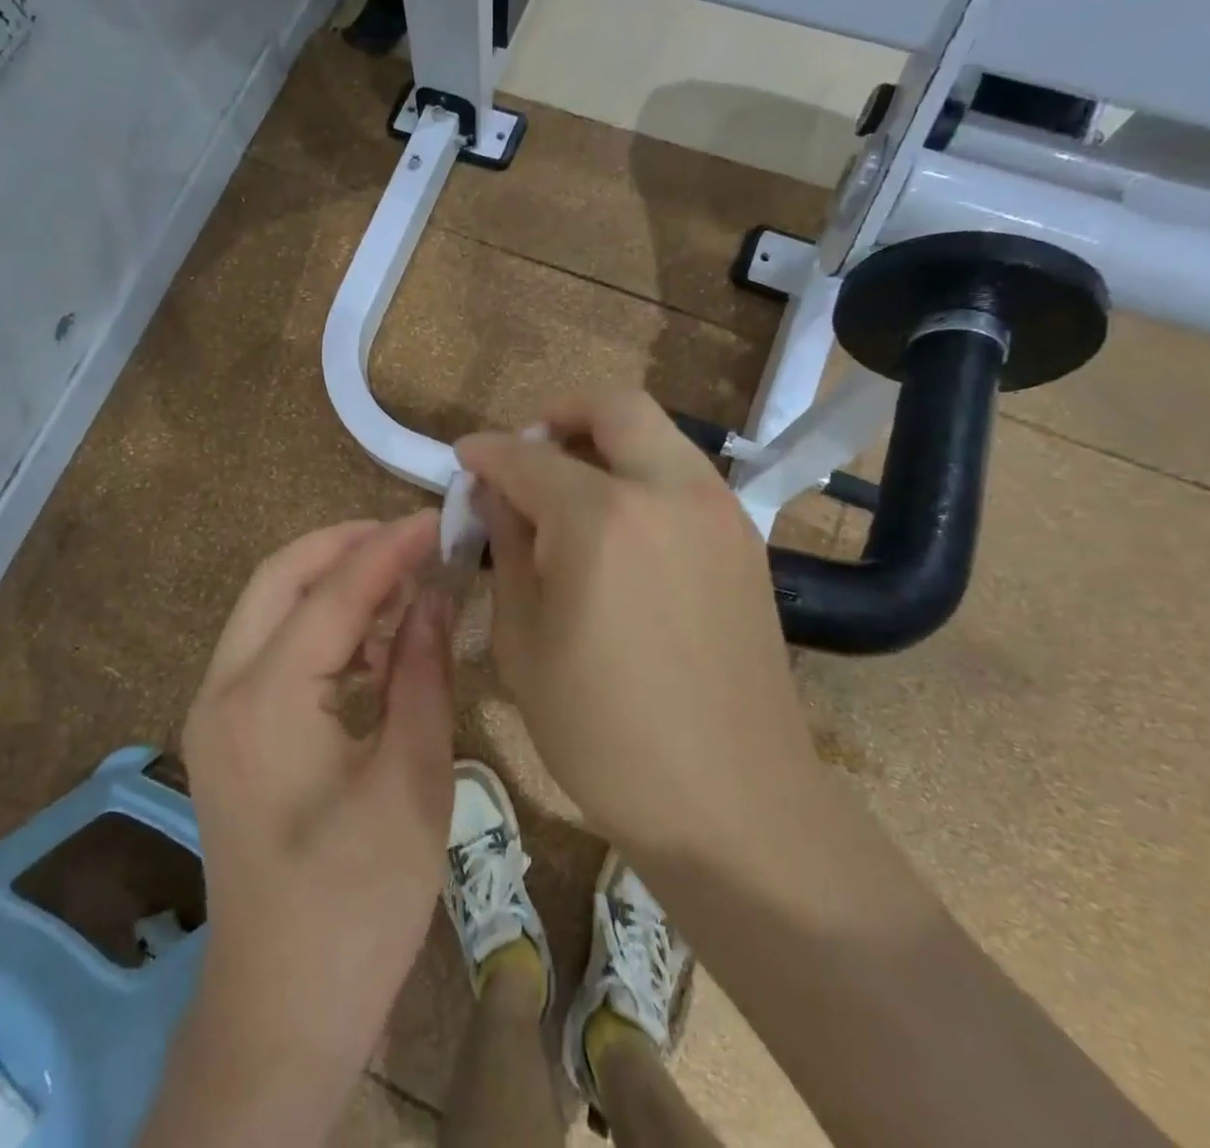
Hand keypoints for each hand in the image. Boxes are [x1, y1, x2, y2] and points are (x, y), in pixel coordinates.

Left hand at [179, 513, 454, 1085]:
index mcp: (266, 700)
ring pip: (268, 606)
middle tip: (413, 538)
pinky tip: (371, 640)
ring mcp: (214, 711)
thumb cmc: (359, 905)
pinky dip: (318, 623)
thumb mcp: (413, 780)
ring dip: (331, 582)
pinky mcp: (225, 732)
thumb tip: (436, 595)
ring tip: (403, 582)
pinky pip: (269, 647)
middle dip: (346, 544)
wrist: (281, 1013)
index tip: (439, 516)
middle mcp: (222, 689)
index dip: (390, 546)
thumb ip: (422, 671)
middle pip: (278, 577)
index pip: (334, 591)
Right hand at [457, 392, 821, 861]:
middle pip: (614, 408)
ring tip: (568, 488)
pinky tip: (617, 527)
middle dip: (559, 415)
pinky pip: (684, 475)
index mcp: (601, 518)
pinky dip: (642, 473)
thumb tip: (495, 494)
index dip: (487, 452)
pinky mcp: (745, 539)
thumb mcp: (523, 640)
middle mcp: (668, 492)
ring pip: (658, 434)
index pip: (528, 457)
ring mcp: (718, 511)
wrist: (733, 801)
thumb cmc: (604, 733)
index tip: (464, 458)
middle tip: (526, 451)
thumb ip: (507, 548)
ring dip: (606, 440)